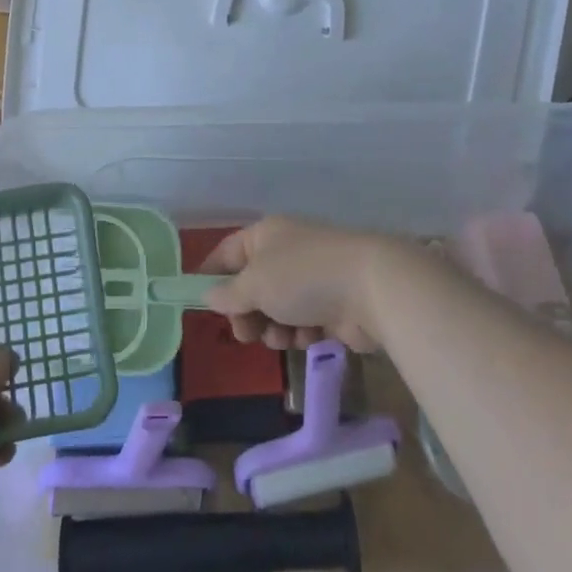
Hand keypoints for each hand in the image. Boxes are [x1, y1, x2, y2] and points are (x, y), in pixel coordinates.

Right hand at [196, 216, 434, 352]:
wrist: (372, 289)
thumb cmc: (303, 277)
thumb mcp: (255, 284)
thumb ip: (228, 294)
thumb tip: (209, 295)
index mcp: (265, 235)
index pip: (227, 253)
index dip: (210, 276)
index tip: (198, 303)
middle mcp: (287, 253)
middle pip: (251, 287)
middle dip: (246, 314)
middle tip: (246, 334)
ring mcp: (311, 279)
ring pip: (276, 310)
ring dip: (273, 328)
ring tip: (282, 336)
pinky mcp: (332, 305)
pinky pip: (302, 323)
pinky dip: (301, 332)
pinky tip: (310, 336)